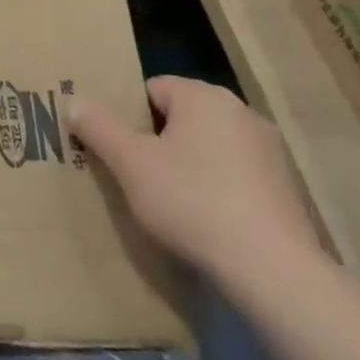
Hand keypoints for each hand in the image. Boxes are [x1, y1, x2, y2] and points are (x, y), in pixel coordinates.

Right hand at [69, 76, 322, 291]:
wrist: (272, 270)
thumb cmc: (192, 202)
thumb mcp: (130, 164)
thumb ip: (98, 127)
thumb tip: (73, 100)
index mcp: (203, 96)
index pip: (151, 89)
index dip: (128, 117)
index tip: (116, 150)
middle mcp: (241, 111)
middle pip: (181, 117)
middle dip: (157, 142)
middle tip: (134, 176)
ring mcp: (269, 150)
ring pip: (209, 146)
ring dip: (188, 165)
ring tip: (168, 203)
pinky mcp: (286, 187)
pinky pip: (235, 174)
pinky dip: (217, 189)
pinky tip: (206, 221)